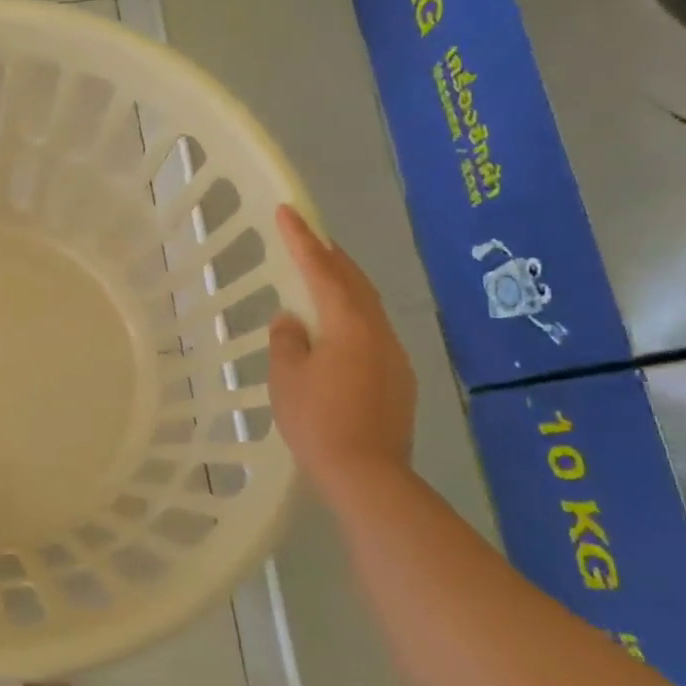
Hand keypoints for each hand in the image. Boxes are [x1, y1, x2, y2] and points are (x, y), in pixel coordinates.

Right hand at [267, 205, 416, 490]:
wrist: (367, 474)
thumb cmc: (317, 420)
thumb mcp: (287, 377)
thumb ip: (287, 340)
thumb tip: (293, 319)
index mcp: (348, 324)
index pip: (322, 270)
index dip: (302, 239)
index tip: (288, 211)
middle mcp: (378, 332)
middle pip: (354, 282)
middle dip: (331, 257)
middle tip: (309, 239)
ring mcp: (394, 356)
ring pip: (368, 308)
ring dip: (344, 287)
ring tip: (321, 280)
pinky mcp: (398, 380)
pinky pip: (373, 334)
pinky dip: (353, 319)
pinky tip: (337, 333)